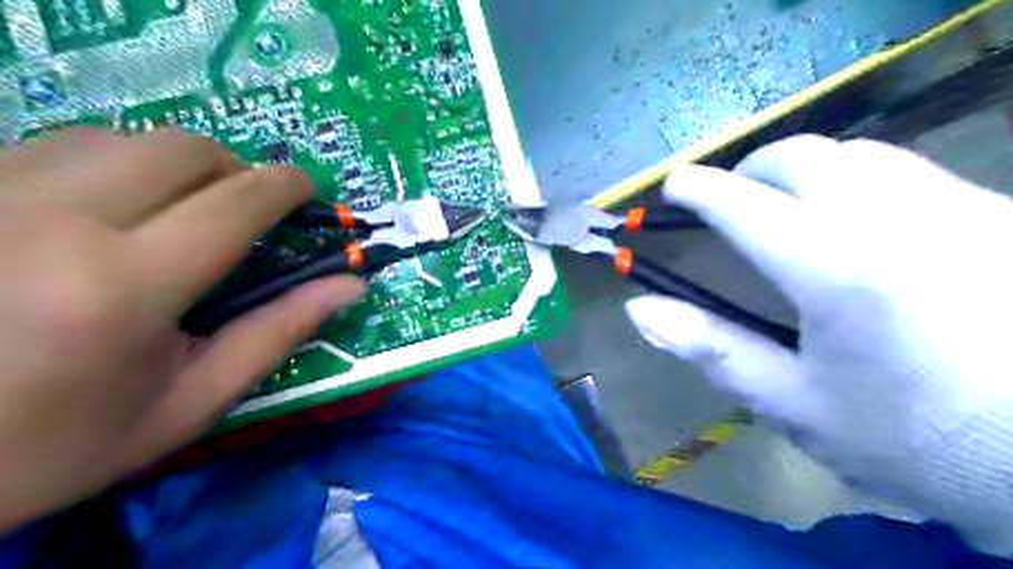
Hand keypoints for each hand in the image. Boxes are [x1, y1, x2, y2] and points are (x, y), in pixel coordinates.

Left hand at [0, 128, 358, 532]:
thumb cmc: (60, 442)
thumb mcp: (190, 401)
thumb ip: (278, 333)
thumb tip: (349, 285)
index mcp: (123, 287)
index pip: (235, 203)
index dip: (286, 187)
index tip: (307, 193)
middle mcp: (51, 220)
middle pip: (180, 150)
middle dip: (235, 171)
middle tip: (247, 212)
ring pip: (120, 138)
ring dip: (175, 167)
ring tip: (181, 214)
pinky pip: (59, 146)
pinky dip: (114, 167)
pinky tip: (110, 212)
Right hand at [631, 134, 1012, 554]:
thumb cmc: (910, 440)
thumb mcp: (793, 405)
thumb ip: (711, 348)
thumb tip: (638, 309)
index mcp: (835, 271)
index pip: (745, 205)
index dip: (699, 189)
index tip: (673, 186)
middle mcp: (896, 220)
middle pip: (801, 157)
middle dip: (749, 170)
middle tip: (728, 202)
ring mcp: (957, 208)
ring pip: (857, 154)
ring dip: (801, 171)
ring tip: (783, 208)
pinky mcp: (997, 213)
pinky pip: (906, 171)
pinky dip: (854, 181)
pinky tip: (853, 223)